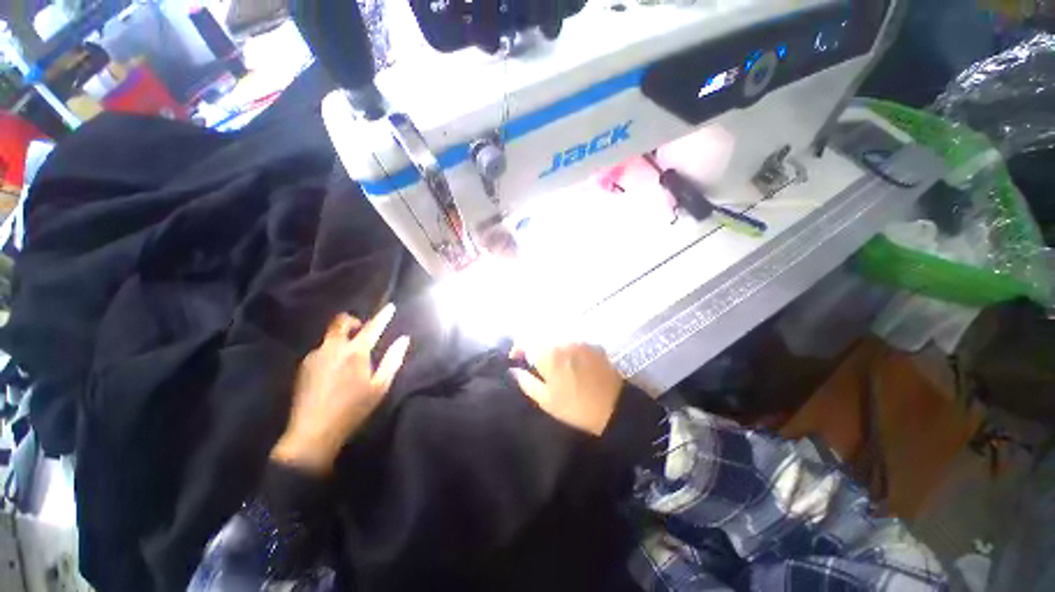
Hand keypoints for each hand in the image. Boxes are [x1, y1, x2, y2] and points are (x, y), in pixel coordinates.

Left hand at [271, 304, 409, 473]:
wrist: (313, 432)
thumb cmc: (353, 408)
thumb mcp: (380, 386)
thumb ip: (393, 359)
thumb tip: (404, 339)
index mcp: (355, 352)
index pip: (372, 327)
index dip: (383, 316)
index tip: (390, 307)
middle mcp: (333, 348)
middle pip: (340, 321)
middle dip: (353, 320)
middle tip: (362, 329)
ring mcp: (315, 356)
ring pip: (330, 336)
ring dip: (342, 336)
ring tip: (350, 352)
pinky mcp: (304, 366)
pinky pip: (321, 348)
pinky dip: (332, 349)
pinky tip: (336, 367)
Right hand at [510, 343, 623, 435]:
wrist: (614, 407)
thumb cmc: (575, 407)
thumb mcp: (546, 400)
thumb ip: (526, 382)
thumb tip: (514, 370)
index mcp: (548, 354)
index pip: (525, 341)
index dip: (517, 349)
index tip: (517, 360)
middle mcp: (563, 341)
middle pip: (541, 337)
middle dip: (535, 349)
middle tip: (536, 365)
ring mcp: (579, 341)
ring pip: (557, 339)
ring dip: (551, 348)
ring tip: (554, 365)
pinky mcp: (592, 344)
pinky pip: (573, 341)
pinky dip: (567, 349)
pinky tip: (572, 363)